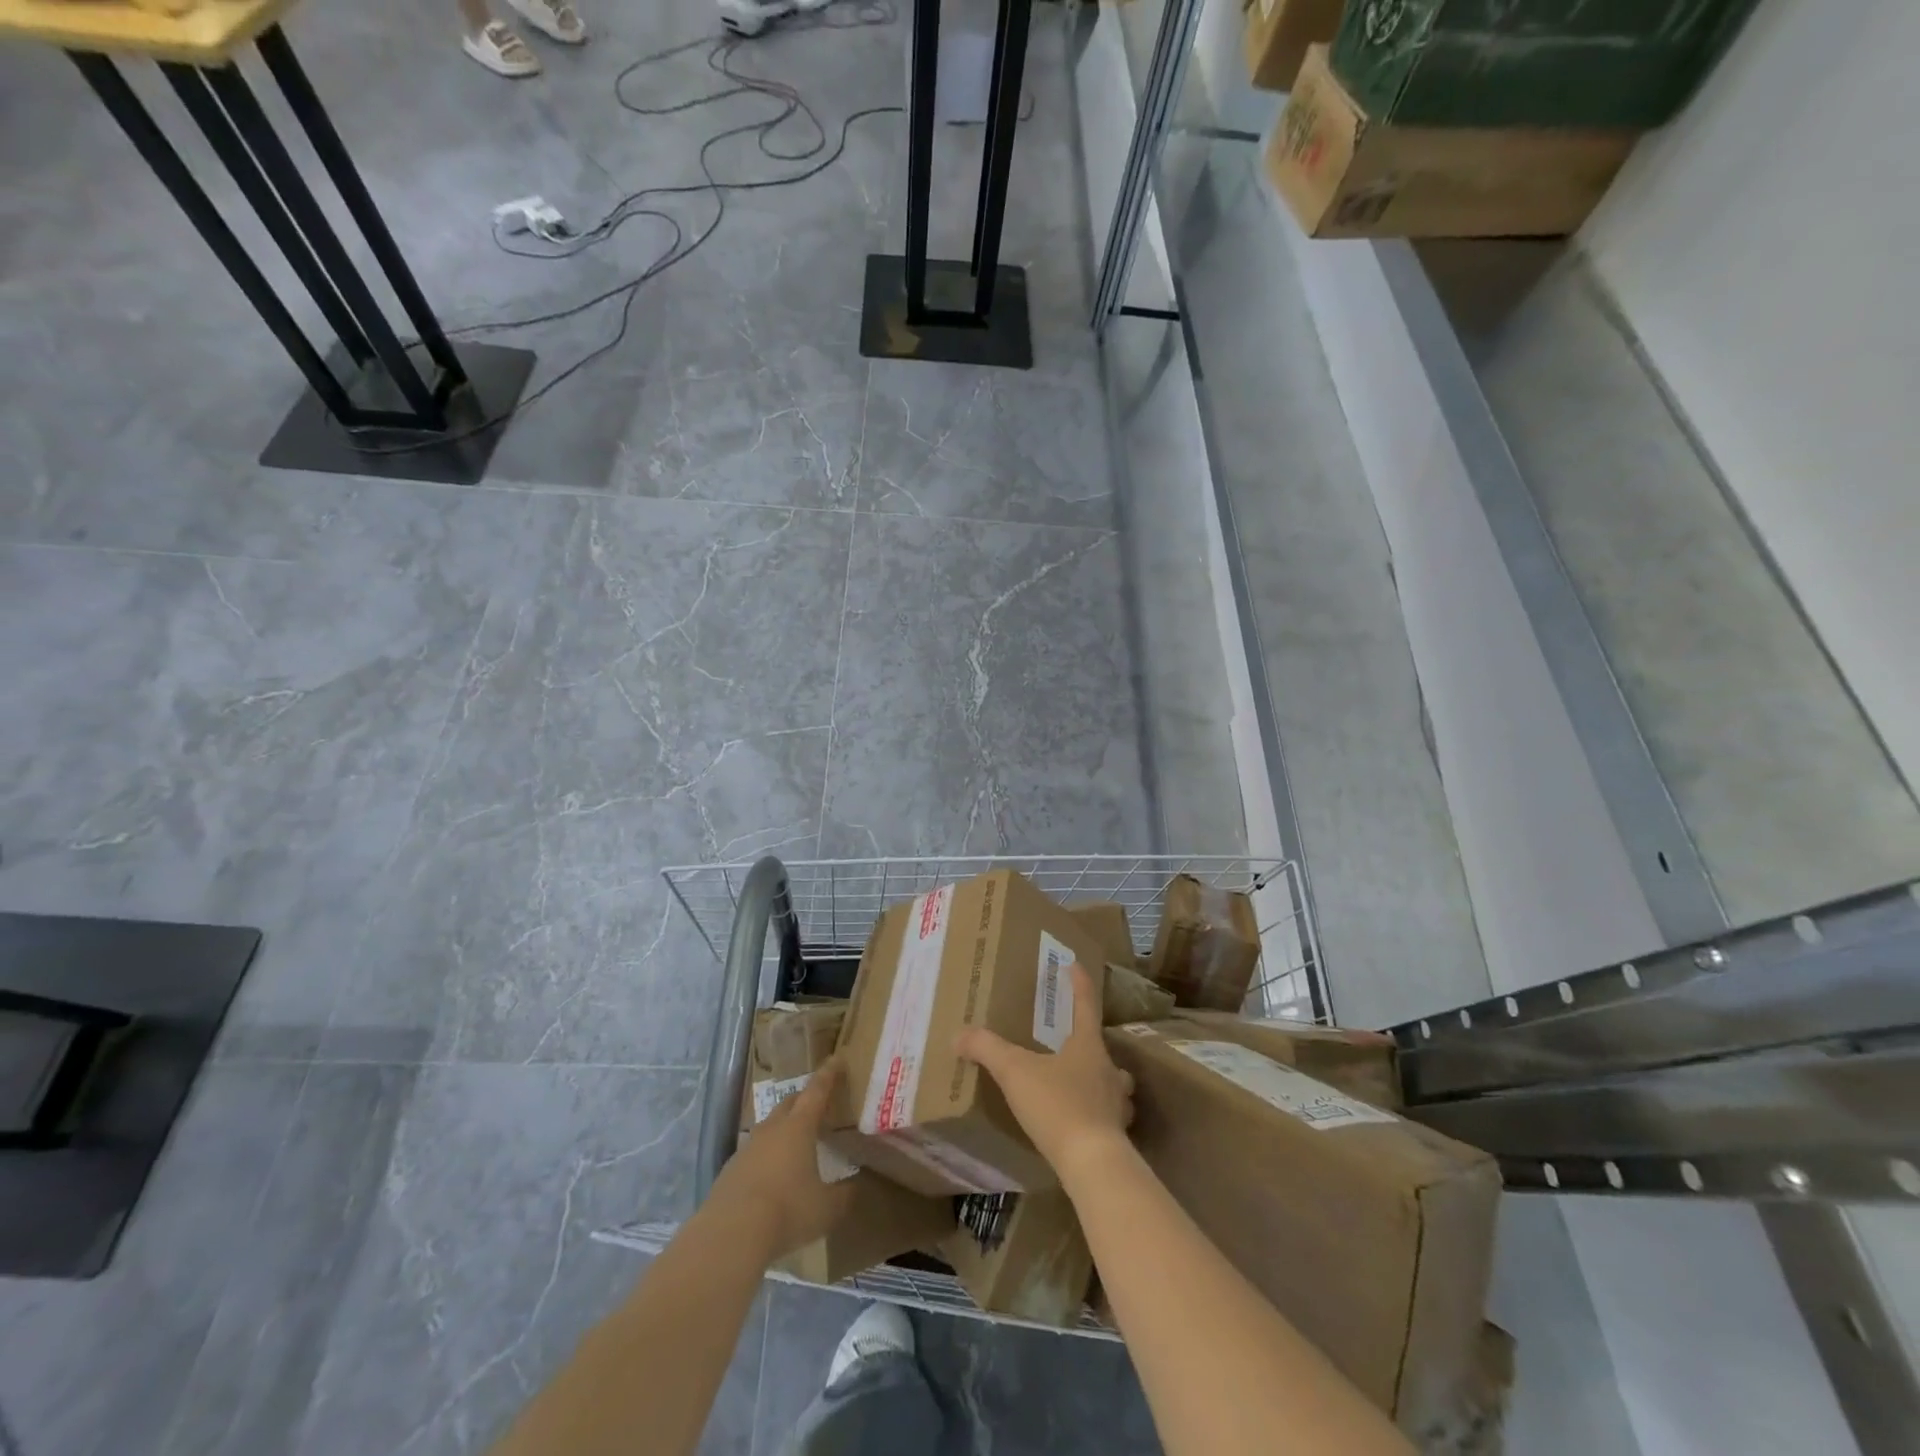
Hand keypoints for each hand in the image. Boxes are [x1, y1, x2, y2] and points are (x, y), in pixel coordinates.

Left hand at [707, 1061, 855, 1262]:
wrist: (729, 1235)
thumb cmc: (786, 1212)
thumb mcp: (826, 1209)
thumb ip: (845, 1195)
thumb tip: (856, 1186)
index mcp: (799, 1127)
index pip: (817, 1091)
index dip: (828, 1075)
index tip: (836, 1059)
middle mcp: (772, 1129)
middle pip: (789, 1103)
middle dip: (804, 1100)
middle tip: (817, 1104)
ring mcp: (747, 1148)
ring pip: (769, 1127)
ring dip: (783, 1129)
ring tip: (794, 1143)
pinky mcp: (729, 1170)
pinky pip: (753, 1153)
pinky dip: (766, 1156)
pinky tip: (770, 1176)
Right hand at [955, 963, 1133, 1184]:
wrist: (1092, 1163)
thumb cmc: (1057, 1105)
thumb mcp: (1015, 1072)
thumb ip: (986, 1049)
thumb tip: (959, 1035)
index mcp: (1087, 1046)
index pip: (1086, 1004)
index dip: (1079, 983)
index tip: (1075, 964)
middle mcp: (1108, 1070)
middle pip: (1103, 1047)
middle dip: (1090, 1040)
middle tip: (1074, 1040)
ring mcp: (1117, 1104)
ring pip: (1115, 1084)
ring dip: (1103, 1080)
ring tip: (1082, 1083)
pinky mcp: (1116, 1135)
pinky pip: (1110, 1116)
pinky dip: (1099, 1114)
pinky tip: (1083, 1123)